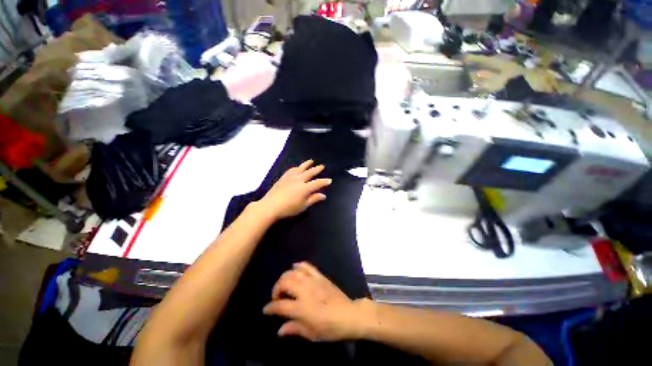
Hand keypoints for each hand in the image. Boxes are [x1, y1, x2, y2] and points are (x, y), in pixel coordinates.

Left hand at [257, 160, 331, 219]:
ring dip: (307, 164)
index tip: (329, 180)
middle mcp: (299, 180)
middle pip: (310, 173)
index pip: (318, 183)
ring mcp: (290, 177)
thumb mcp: (303, 206)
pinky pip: (291, 170)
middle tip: (322, 166)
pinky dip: (296, 168)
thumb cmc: (289, 208)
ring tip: (311, 161)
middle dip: (317, 169)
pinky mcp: (283, 178)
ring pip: (300, 168)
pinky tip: (296, 167)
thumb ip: (313, 199)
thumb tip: (323, 195)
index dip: (324, 182)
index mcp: (305, 188)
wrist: (271, 206)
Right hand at [263, 262, 368, 341]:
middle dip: (276, 288)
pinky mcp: (320, 276)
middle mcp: (305, 291)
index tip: (266, 309)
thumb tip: (279, 331)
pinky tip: (295, 267)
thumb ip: (294, 329)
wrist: (348, 314)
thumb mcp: (311, 334)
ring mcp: (313, 281)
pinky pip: (307, 266)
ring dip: (285, 277)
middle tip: (276, 296)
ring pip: (294, 273)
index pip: (280, 305)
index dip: (270, 307)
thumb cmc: (330, 328)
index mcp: (301, 308)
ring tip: (284, 284)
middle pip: (284, 283)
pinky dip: (299, 265)